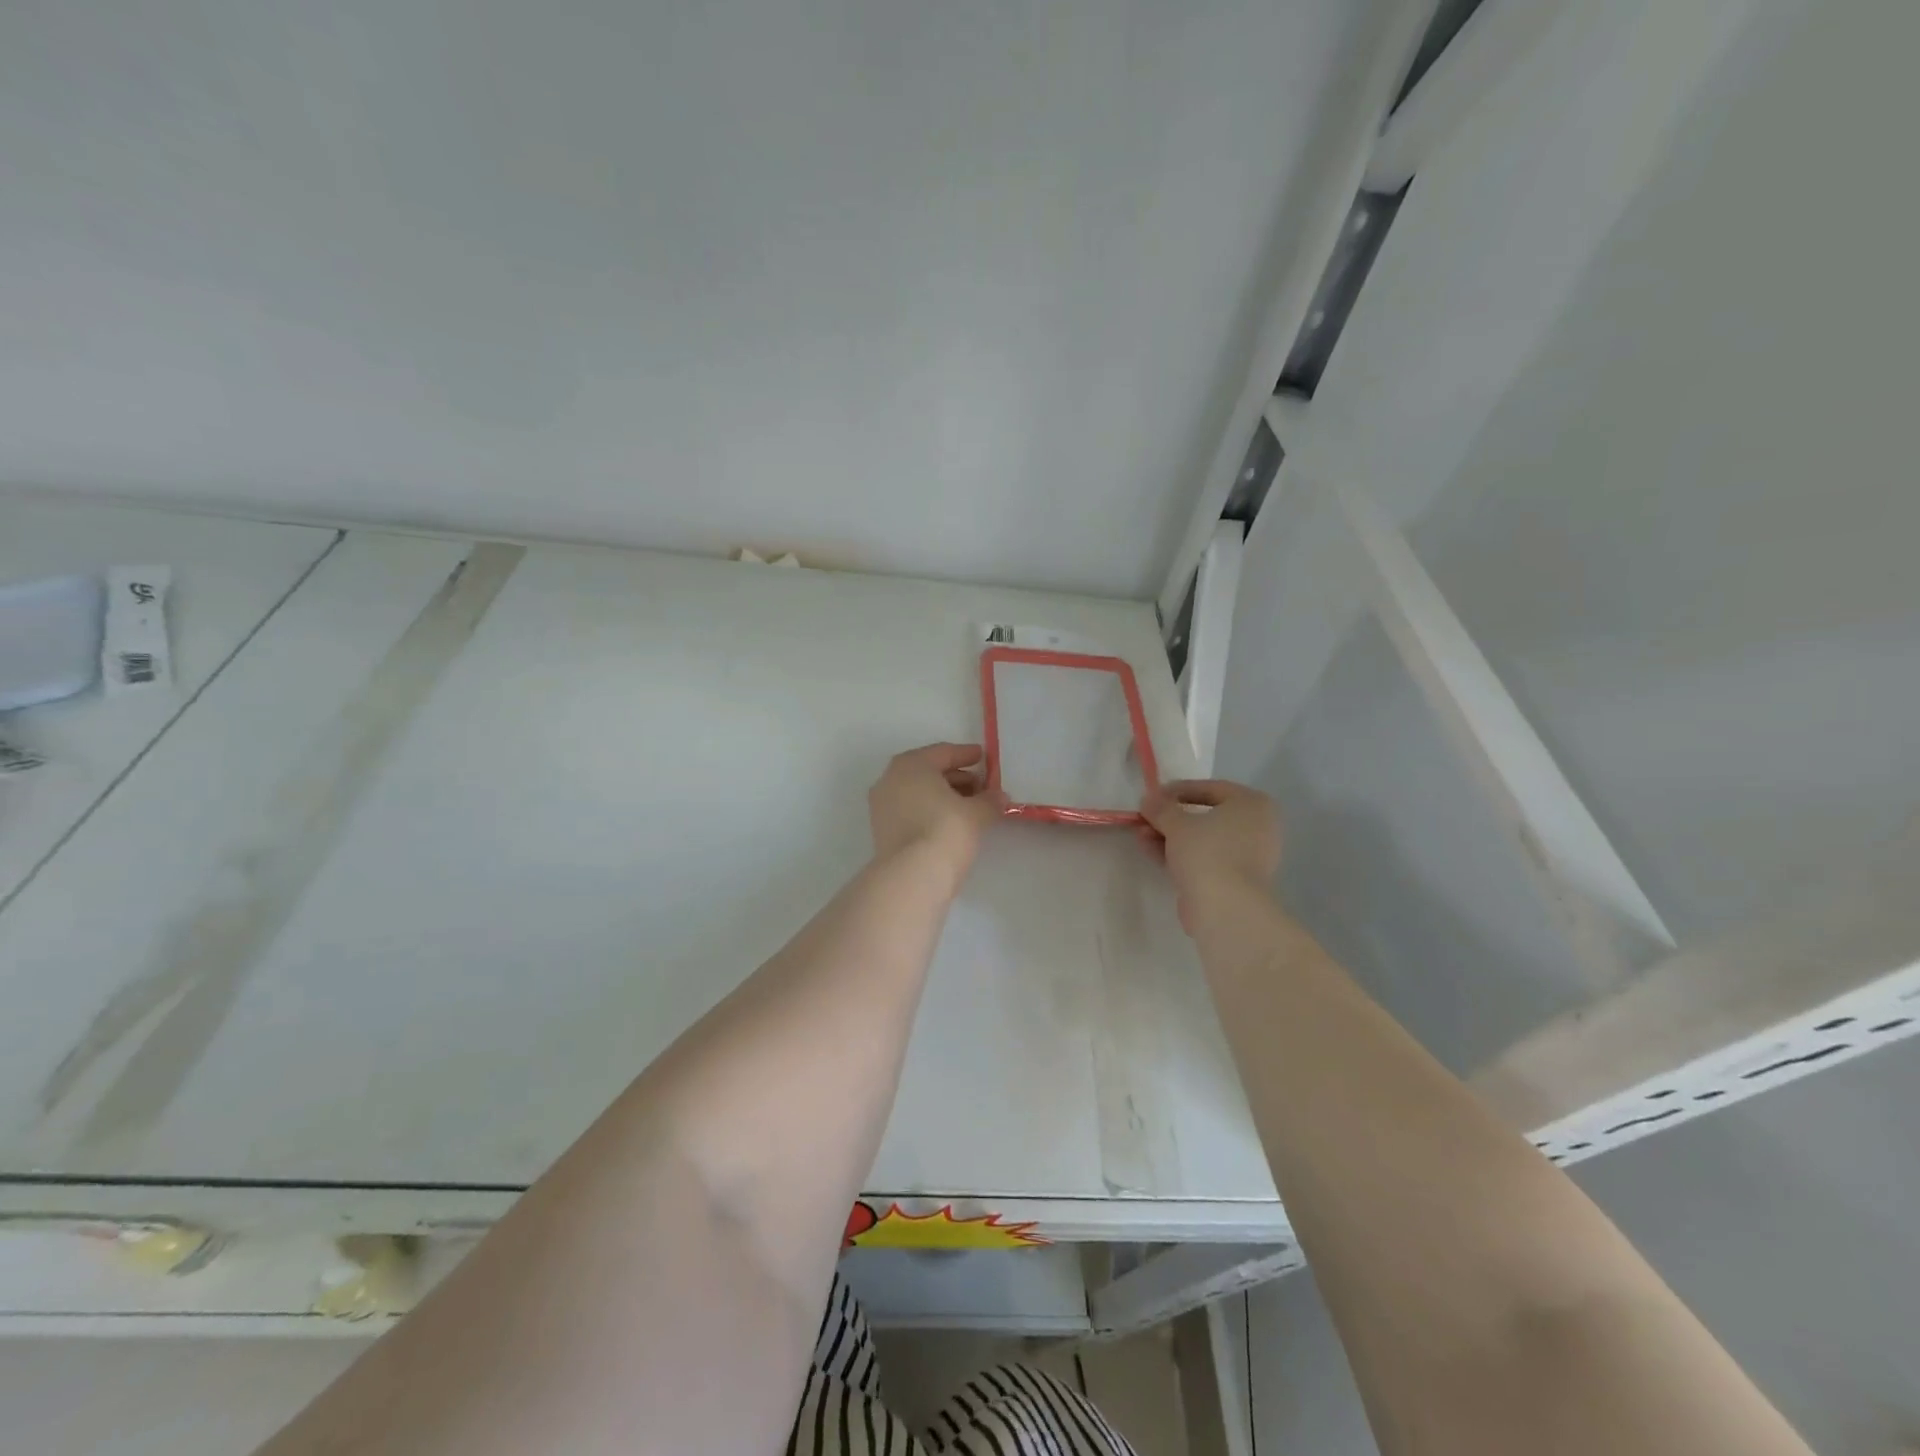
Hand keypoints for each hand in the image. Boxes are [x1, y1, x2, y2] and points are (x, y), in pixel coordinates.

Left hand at [868, 743, 1007, 882]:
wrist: (912, 877)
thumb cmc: (946, 830)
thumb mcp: (977, 813)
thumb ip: (990, 800)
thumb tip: (999, 797)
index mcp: (911, 764)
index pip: (944, 752)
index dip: (967, 755)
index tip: (984, 757)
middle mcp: (891, 779)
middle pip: (929, 772)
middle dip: (957, 778)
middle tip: (982, 787)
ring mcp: (882, 806)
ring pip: (919, 793)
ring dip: (945, 796)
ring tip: (972, 807)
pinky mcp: (882, 830)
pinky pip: (912, 811)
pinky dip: (931, 811)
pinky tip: (952, 823)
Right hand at [1139, 780, 1281, 933]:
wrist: (1225, 907)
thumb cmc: (1207, 851)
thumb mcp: (1177, 823)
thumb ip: (1161, 807)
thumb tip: (1149, 799)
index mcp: (1252, 804)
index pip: (1210, 789)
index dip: (1177, 790)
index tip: (1152, 796)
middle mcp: (1256, 827)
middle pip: (1206, 816)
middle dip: (1171, 817)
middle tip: (1145, 817)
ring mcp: (1247, 856)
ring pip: (1203, 839)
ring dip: (1170, 836)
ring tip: (1141, 835)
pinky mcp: (1234, 880)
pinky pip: (1204, 859)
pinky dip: (1180, 854)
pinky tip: (1151, 851)